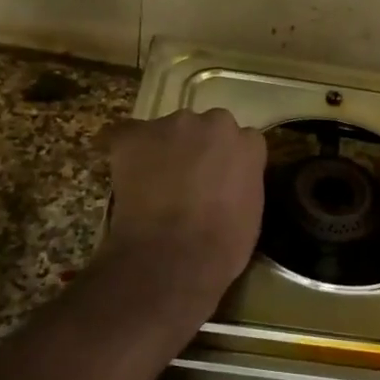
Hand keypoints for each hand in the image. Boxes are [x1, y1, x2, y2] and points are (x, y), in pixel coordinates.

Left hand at [100, 109, 266, 293]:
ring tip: (154, 182)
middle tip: (188, 179)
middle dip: (199, 147)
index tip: (220, 179)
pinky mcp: (134, 135)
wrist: (173, 256)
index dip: (227, 159)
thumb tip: (225, 181)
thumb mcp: (251, 211)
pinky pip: (129, 135)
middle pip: (206, 127)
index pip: (241, 139)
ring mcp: (172, 125)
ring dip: (165, 149)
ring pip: (169, 130)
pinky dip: (128, 152)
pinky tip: (127, 175)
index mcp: (248, 142)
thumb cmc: (222, 245)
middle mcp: (213, 123)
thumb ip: (242, 181)